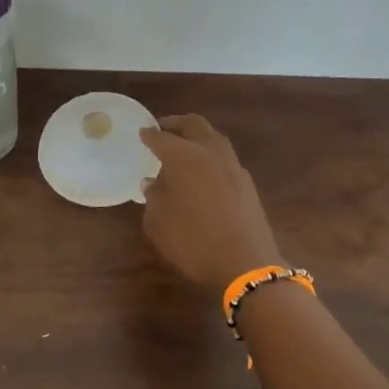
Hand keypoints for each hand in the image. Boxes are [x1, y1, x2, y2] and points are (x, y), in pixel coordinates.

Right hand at [139, 115, 284, 291]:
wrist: (245, 265)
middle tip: (163, 128)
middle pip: (195, 125)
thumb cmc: (192, 242)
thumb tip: (152, 182)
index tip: (142, 132)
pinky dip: (210, 157)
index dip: (150, 135)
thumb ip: (153, 197)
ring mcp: (233, 167)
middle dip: (176, 124)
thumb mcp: (158, 223)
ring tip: (183, 148)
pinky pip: (225, 159)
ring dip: (197, 137)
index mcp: (184, 157)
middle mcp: (211, 153)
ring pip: (214, 139)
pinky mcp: (247, 184)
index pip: (162, 138)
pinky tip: (203, 172)